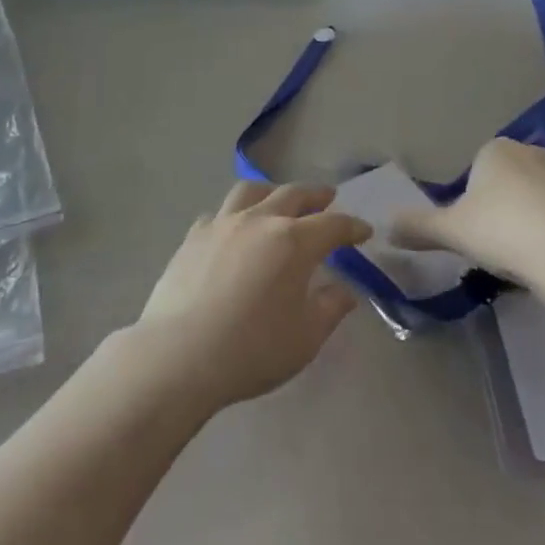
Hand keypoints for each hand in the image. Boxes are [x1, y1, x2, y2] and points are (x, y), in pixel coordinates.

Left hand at [130, 182, 370, 411]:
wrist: (181, 353)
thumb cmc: (252, 349)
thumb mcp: (305, 338)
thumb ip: (330, 309)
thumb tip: (345, 291)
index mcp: (293, 242)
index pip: (332, 224)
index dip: (351, 226)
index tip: (363, 230)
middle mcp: (260, 220)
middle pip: (293, 195)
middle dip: (315, 195)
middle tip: (327, 197)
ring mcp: (223, 223)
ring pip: (251, 190)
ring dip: (272, 191)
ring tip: (279, 199)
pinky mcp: (194, 235)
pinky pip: (220, 212)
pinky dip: (234, 214)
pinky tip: (233, 228)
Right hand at [390, 140, 544, 288]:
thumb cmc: (504, 233)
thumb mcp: (452, 232)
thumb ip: (418, 227)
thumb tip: (383, 227)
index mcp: (496, 150)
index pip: (479, 168)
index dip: (475, 201)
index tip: (477, 233)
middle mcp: (535, 152)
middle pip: (514, 180)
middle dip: (508, 208)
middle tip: (503, 249)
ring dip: (540, 220)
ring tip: (536, 261)